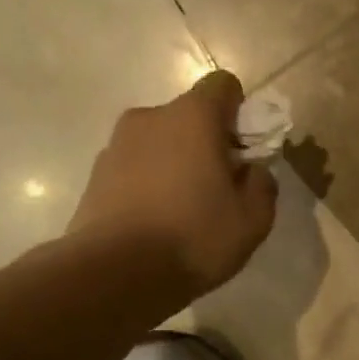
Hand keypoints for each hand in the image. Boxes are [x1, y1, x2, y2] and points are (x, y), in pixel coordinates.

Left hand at [66, 70, 277, 302]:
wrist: (114, 274)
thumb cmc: (193, 238)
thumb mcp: (253, 220)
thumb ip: (263, 185)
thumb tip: (253, 171)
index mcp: (193, 117)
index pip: (224, 85)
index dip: (240, 113)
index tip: (243, 152)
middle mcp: (150, 118)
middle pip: (189, 116)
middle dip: (208, 142)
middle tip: (219, 188)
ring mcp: (116, 144)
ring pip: (160, 142)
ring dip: (176, 163)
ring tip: (184, 211)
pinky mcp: (95, 175)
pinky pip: (135, 167)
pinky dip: (149, 183)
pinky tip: (156, 223)